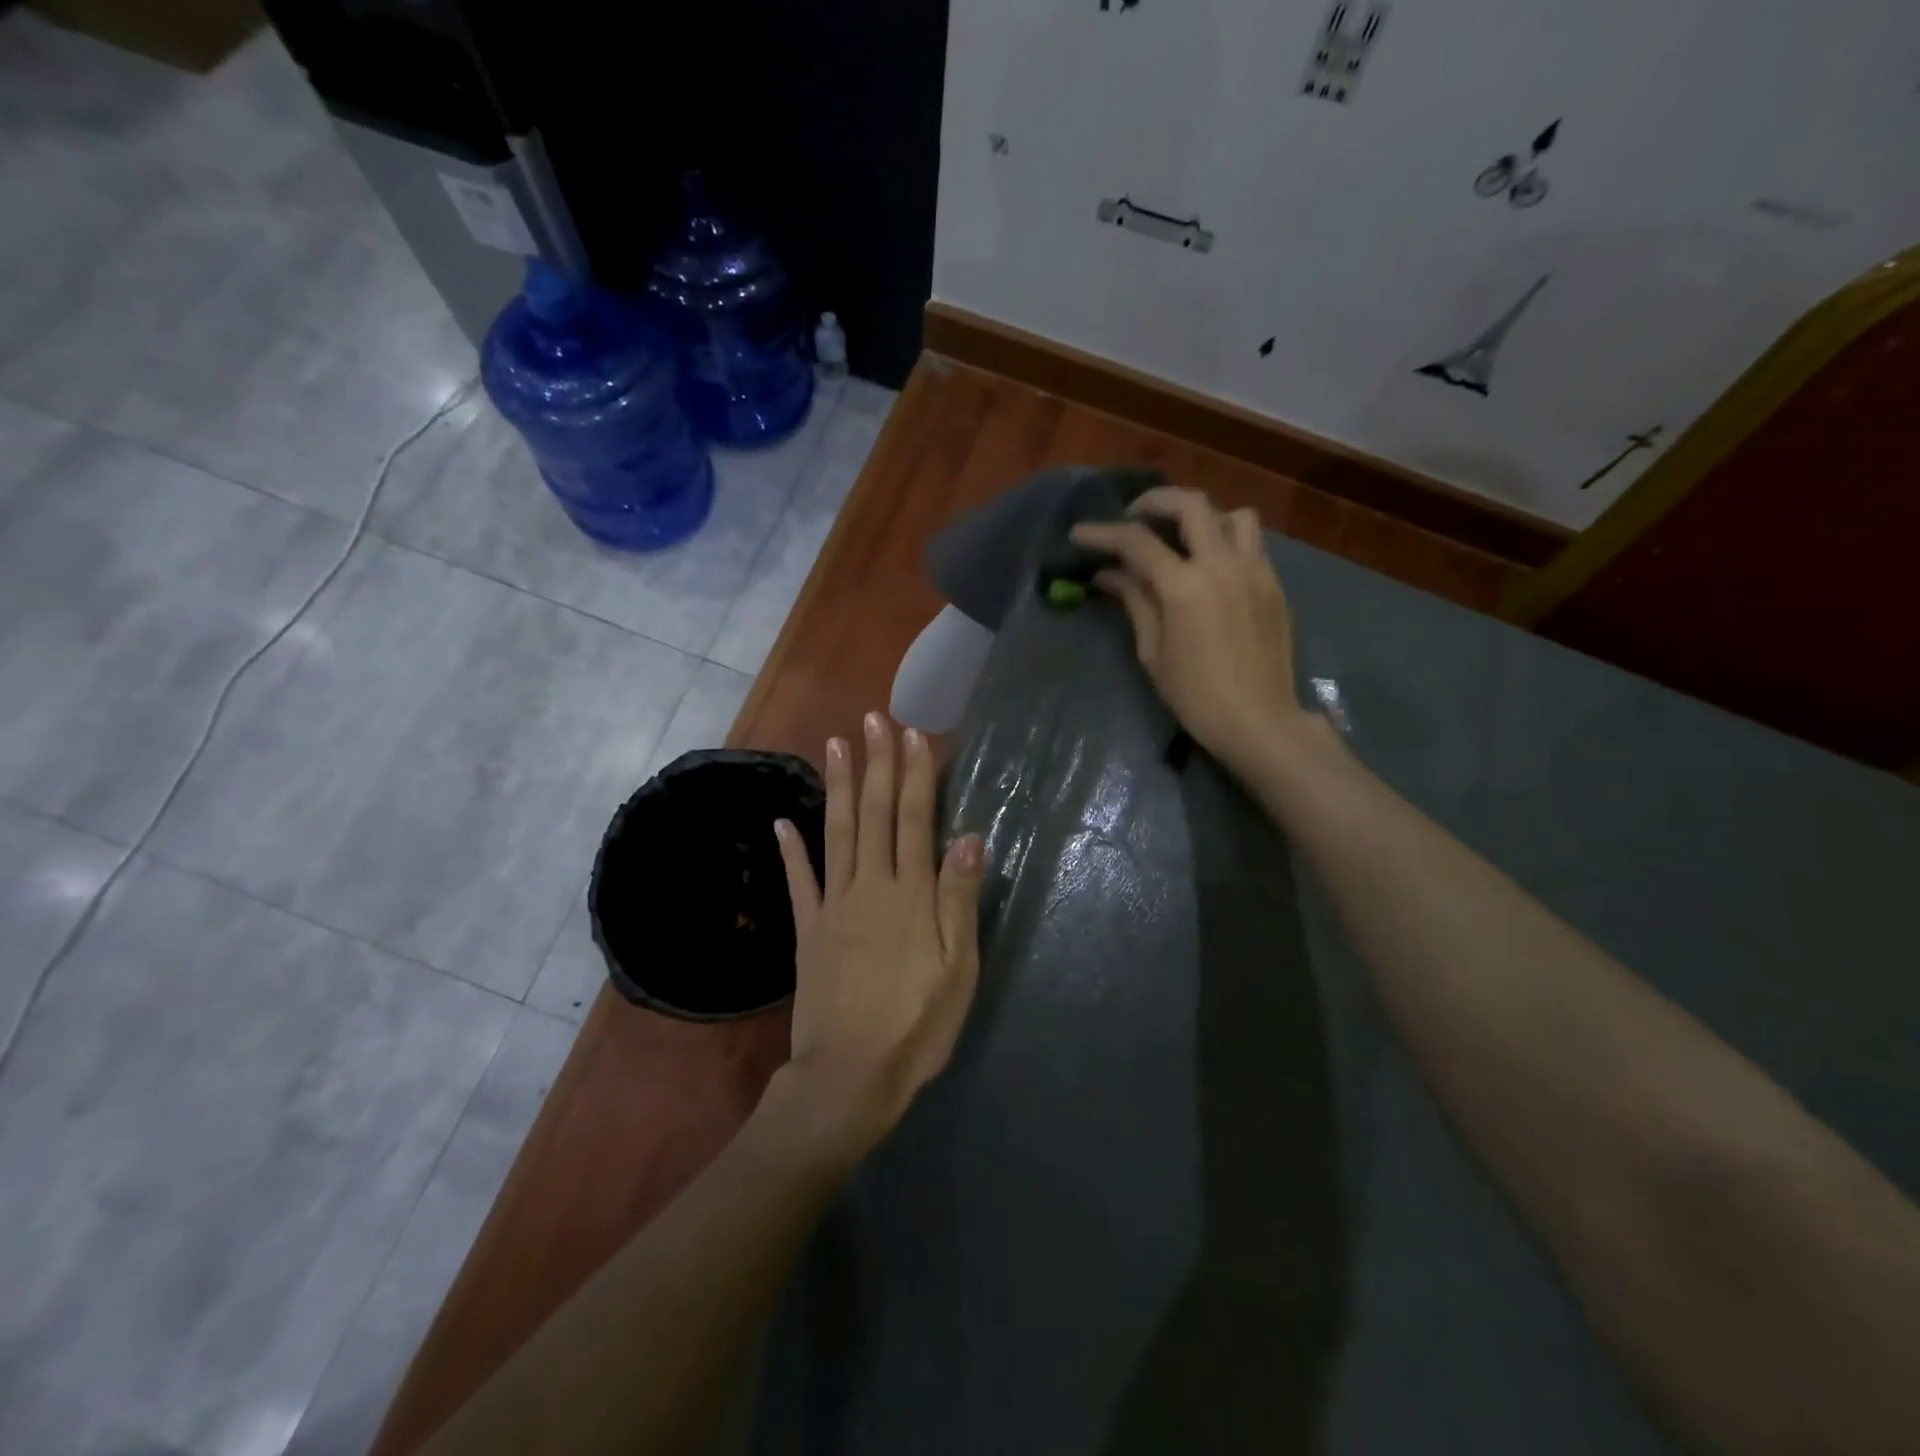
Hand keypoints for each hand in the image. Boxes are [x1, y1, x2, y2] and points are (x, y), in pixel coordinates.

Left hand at [773, 712, 984, 1157]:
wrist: (849, 1077)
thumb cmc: (917, 1025)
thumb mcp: (958, 968)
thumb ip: (959, 900)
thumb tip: (968, 836)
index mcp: (912, 894)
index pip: (915, 819)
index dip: (915, 774)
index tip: (912, 733)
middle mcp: (871, 886)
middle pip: (875, 814)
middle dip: (876, 763)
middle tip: (873, 718)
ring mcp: (834, 905)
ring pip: (837, 833)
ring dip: (838, 787)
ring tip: (835, 745)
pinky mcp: (809, 930)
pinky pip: (799, 882)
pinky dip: (790, 851)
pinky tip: (780, 822)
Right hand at [1070, 486, 1311, 774]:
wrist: (1259, 721)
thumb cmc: (1195, 696)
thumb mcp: (1153, 652)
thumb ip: (1135, 602)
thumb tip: (1108, 575)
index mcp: (1185, 587)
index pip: (1138, 542)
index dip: (1103, 534)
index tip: (1080, 533)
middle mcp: (1223, 565)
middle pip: (1191, 505)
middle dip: (1155, 502)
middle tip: (1133, 518)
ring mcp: (1256, 571)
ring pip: (1233, 515)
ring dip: (1202, 516)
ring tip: (1182, 537)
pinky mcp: (1274, 584)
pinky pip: (1252, 543)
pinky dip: (1226, 540)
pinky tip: (1209, 566)